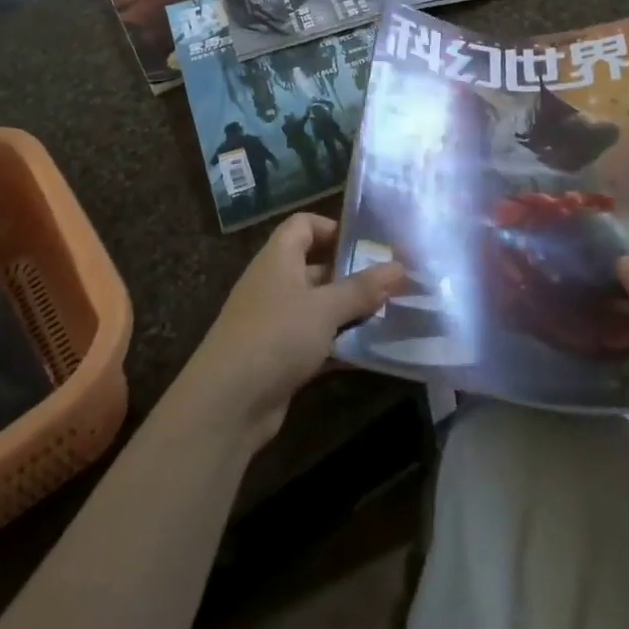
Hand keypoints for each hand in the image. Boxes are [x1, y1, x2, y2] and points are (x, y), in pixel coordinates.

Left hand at [181, 214, 406, 446]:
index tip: (370, 244)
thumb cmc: (276, 336)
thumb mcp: (324, 308)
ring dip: (352, 312)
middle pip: (317, 267)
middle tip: (395, 283)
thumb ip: (362, 288)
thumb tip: (400, 266)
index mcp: (279, 258)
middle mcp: (276, 284)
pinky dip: (342, 345)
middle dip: (353, 274)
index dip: (334, 228)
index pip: (304, 225)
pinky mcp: (282, 357)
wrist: (228, 403)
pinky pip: (318, 341)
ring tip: (393, 316)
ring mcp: (277, 322)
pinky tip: (375, 353)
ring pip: (320, 307)